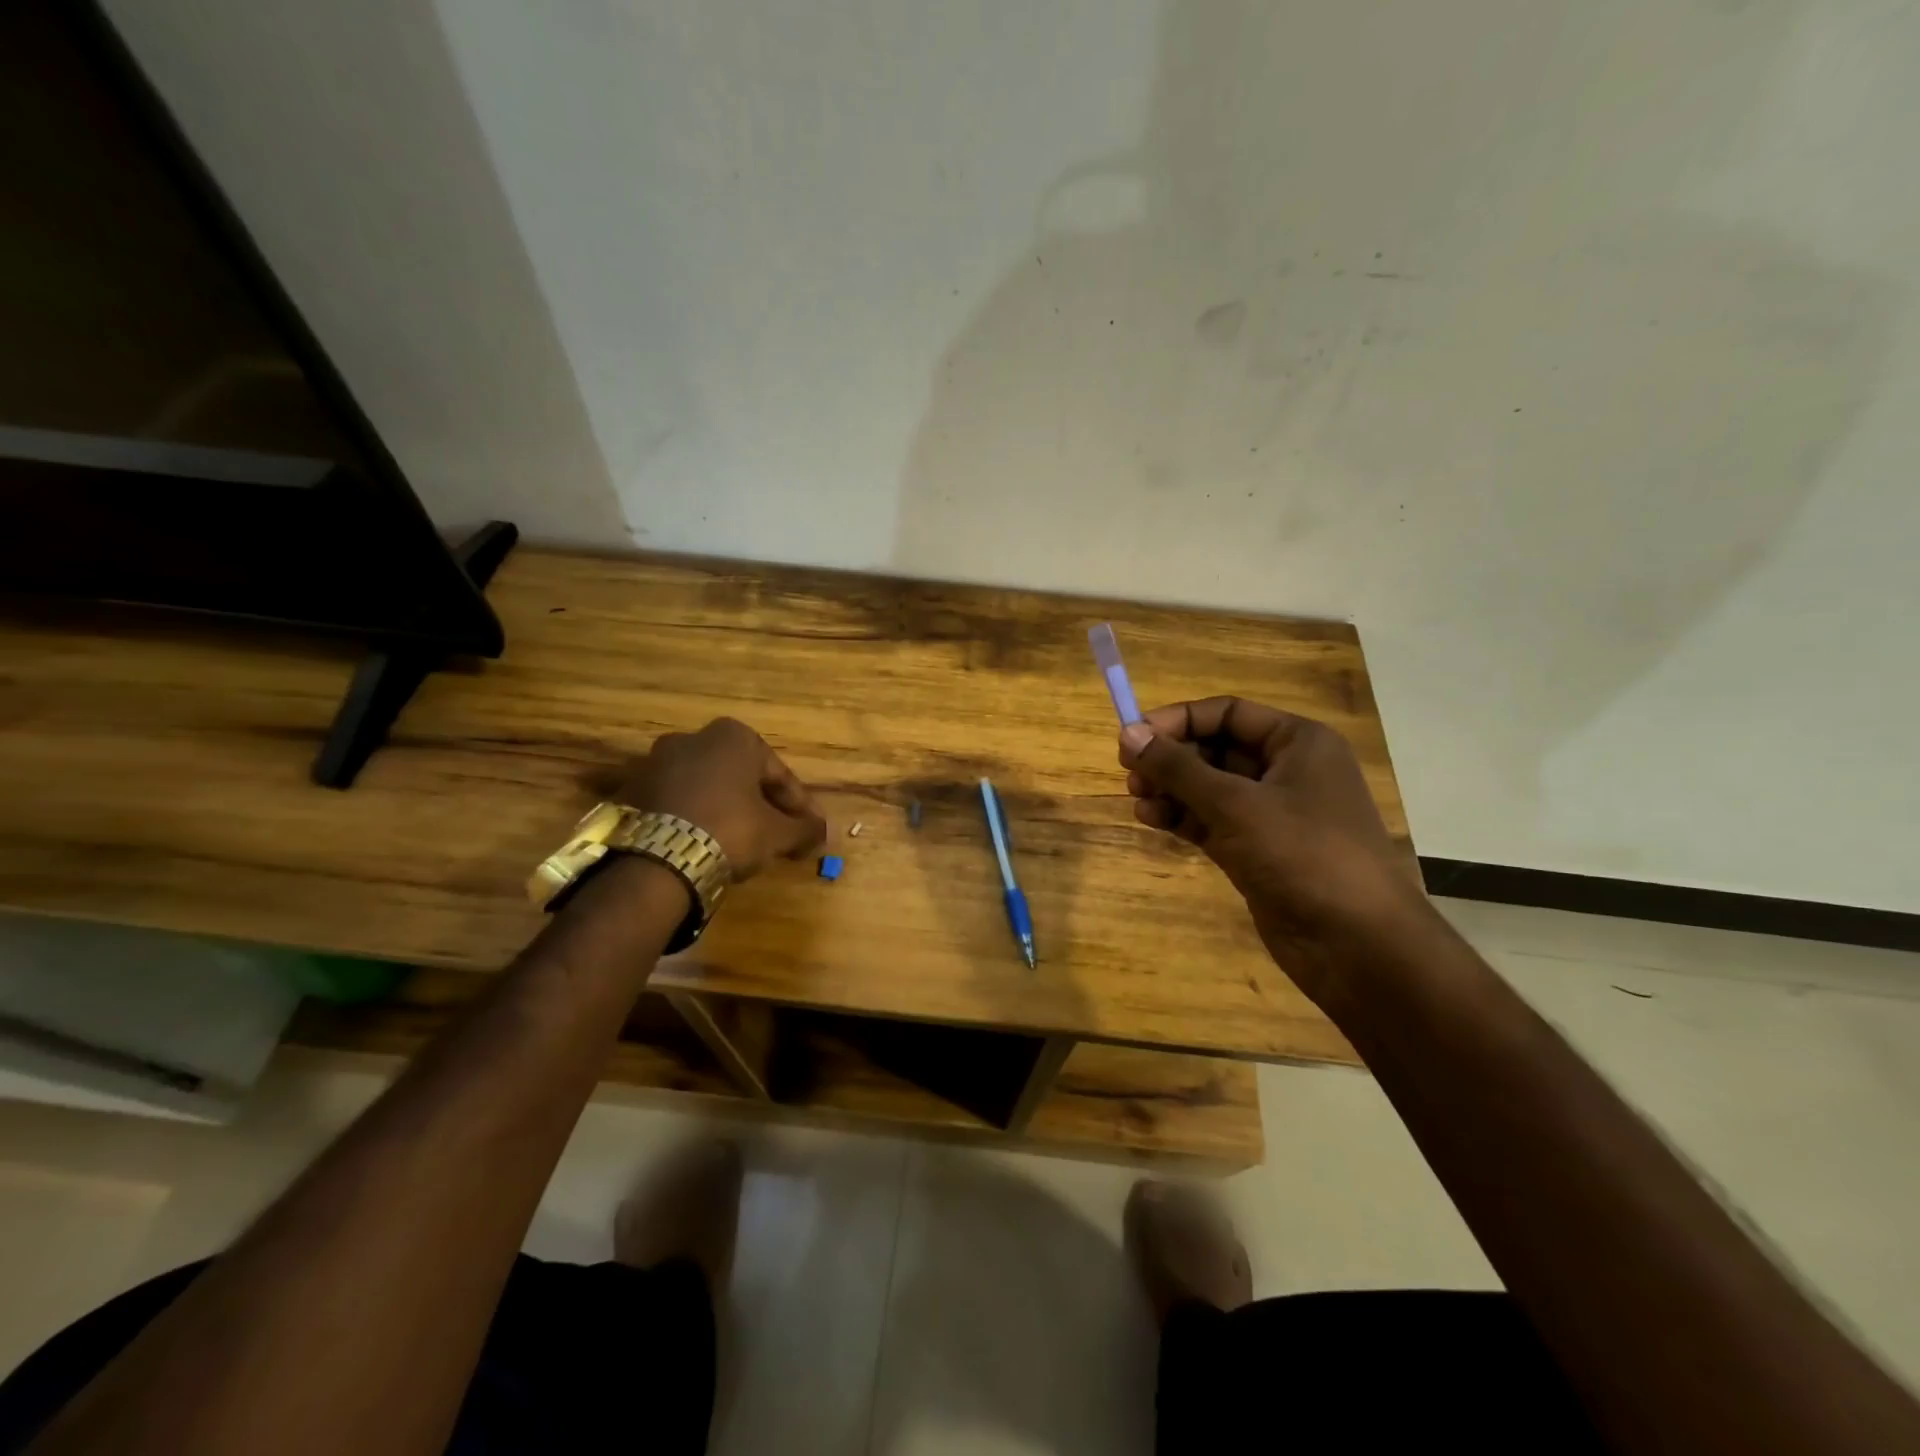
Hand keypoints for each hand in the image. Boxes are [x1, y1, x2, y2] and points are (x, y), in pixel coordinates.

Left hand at [615, 718, 825, 880]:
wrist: (657, 859)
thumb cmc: (730, 830)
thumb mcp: (777, 834)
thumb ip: (804, 829)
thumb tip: (823, 833)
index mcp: (734, 736)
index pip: (779, 774)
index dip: (800, 806)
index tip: (812, 830)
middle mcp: (693, 737)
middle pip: (742, 777)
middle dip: (763, 805)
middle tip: (780, 835)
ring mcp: (657, 761)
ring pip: (708, 788)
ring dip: (729, 810)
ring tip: (744, 843)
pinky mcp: (632, 789)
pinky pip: (678, 802)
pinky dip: (696, 818)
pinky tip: (707, 843)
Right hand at [1118, 698, 1426, 996]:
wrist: (1356, 944)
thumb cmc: (1303, 854)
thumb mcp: (1235, 804)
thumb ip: (1178, 768)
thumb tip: (1129, 733)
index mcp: (1297, 743)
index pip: (1227, 713)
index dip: (1178, 720)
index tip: (1133, 735)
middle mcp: (1286, 771)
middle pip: (1215, 748)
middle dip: (1171, 758)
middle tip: (1130, 773)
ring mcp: (1272, 813)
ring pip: (1209, 788)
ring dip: (1171, 789)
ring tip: (1137, 800)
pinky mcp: (1257, 850)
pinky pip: (1211, 820)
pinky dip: (1182, 817)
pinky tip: (1152, 819)